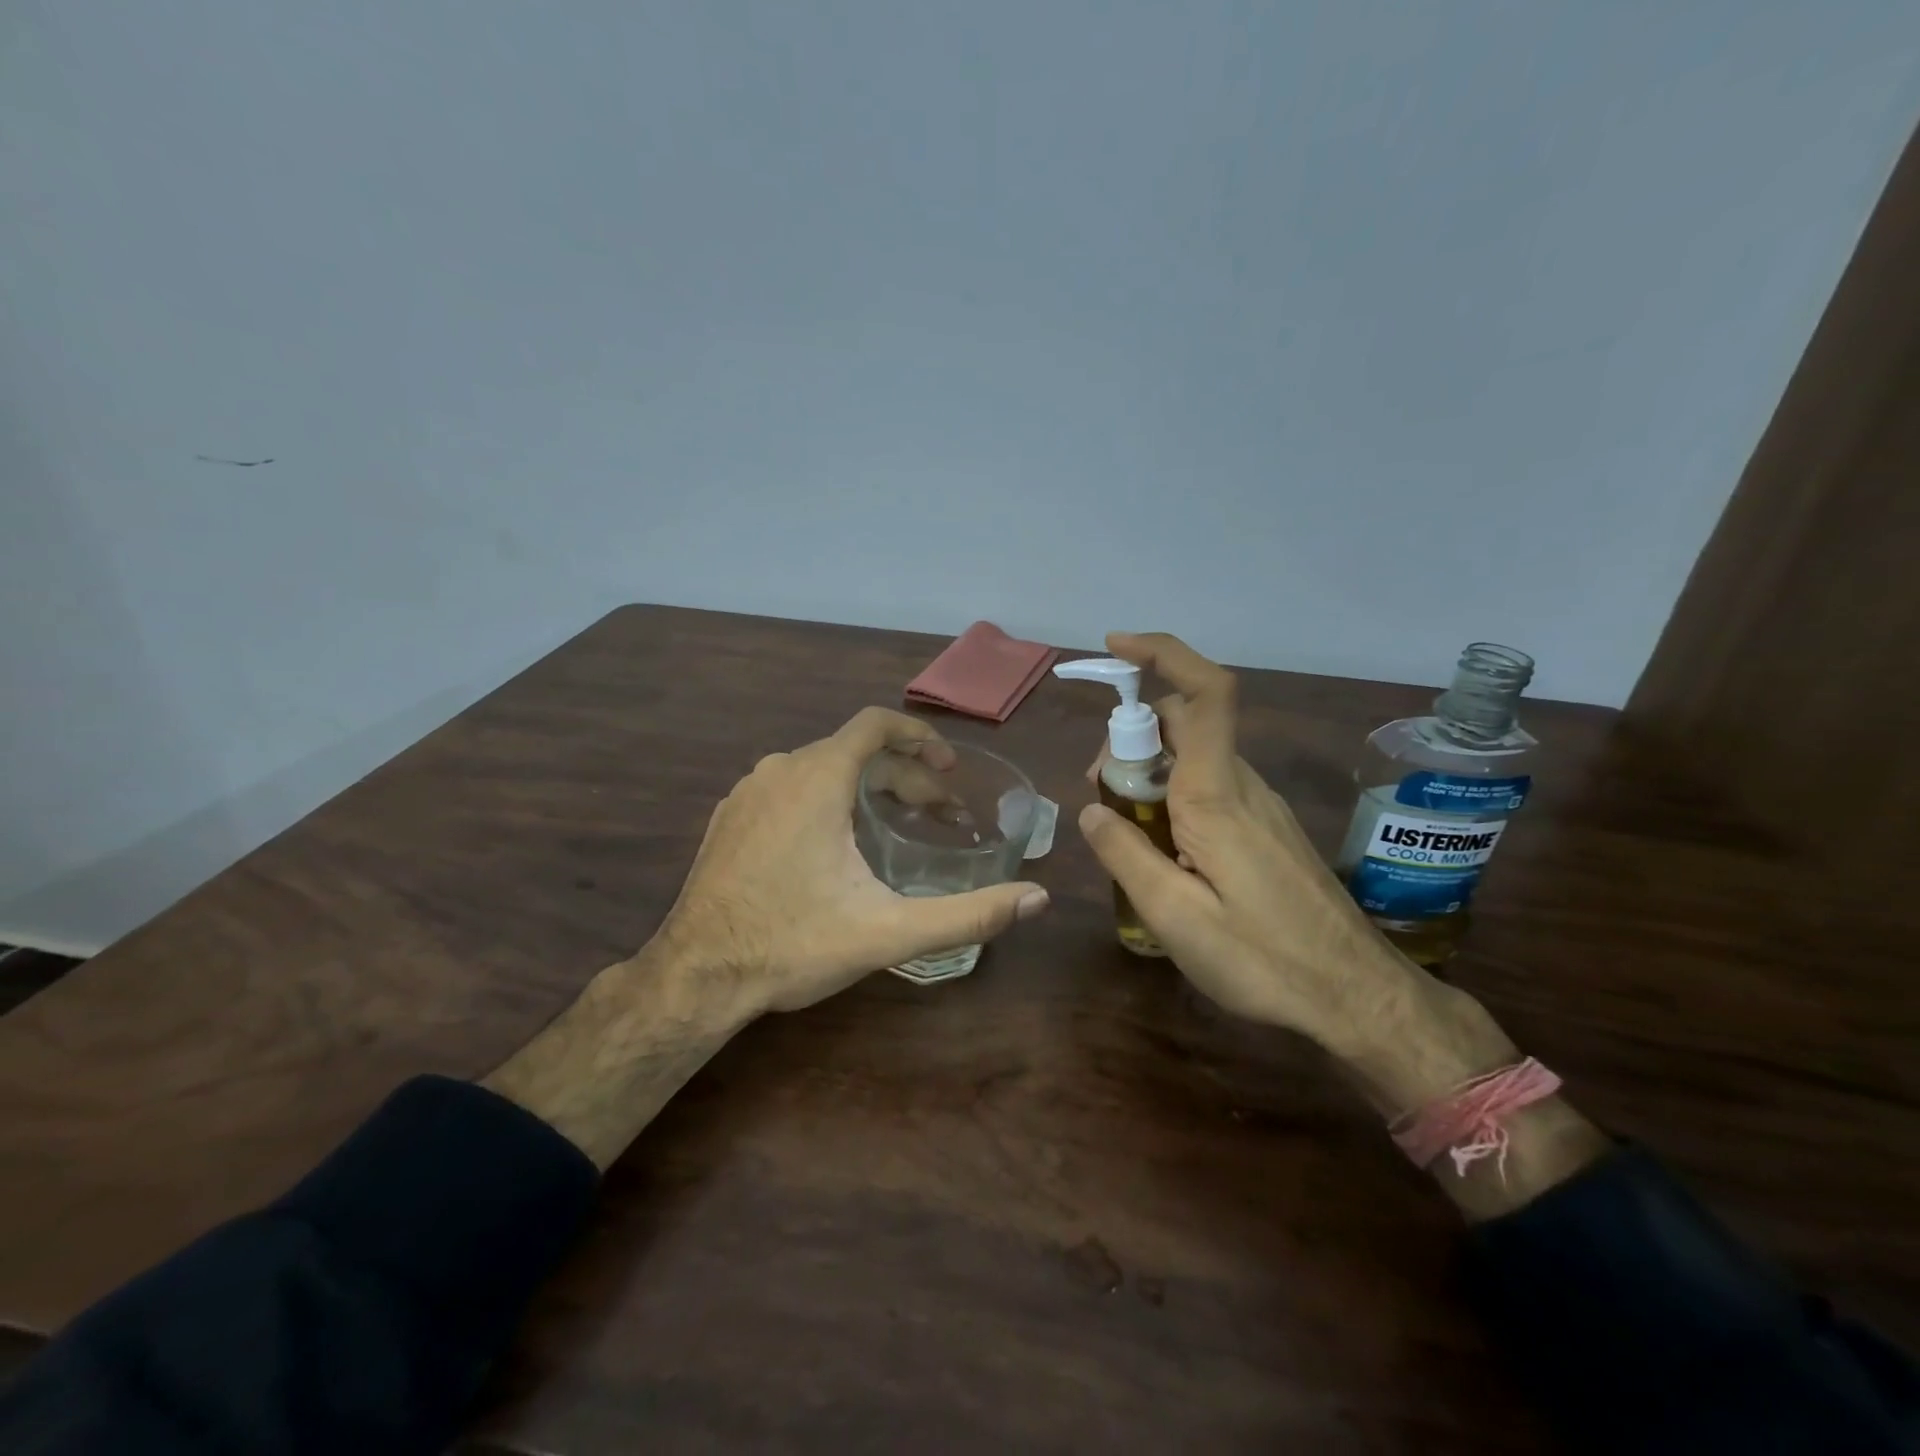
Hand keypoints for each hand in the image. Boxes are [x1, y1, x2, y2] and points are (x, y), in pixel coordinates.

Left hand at [658, 707, 1049, 1016]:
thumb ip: (968, 914)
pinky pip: (789, 788)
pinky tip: (838, 844)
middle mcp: (780, 770)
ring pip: (821, 770)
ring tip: (898, 826)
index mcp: (817, 778)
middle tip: (942, 815)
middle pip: (855, 752)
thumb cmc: (793, 944)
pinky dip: (827, 799)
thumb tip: (1038, 900)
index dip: (919, 736)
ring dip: (867, 788)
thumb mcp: (888, 931)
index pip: (875, 724)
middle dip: (905, 777)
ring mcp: (748, 793)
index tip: (949, 766)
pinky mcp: (729, 818)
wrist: (695, 976)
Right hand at [1074, 632, 1424, 1058]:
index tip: (1115, 648)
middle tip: (1100, 795)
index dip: (1162, 653)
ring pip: (1193, 757)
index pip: (1203, 694)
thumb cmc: (1263, 959)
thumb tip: (1091, 810)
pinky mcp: (1266, 827)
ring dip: (1149, 773)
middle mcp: (1241, 785)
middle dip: (1131, 738)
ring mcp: (1259, 804)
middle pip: (1184, 721)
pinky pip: (1210, 787)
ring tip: (1124, 832)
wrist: (1357, 996)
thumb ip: (1125, 854)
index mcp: (1216, 795)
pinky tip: (1162, 851)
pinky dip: (1172, 796)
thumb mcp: (1174, 915)